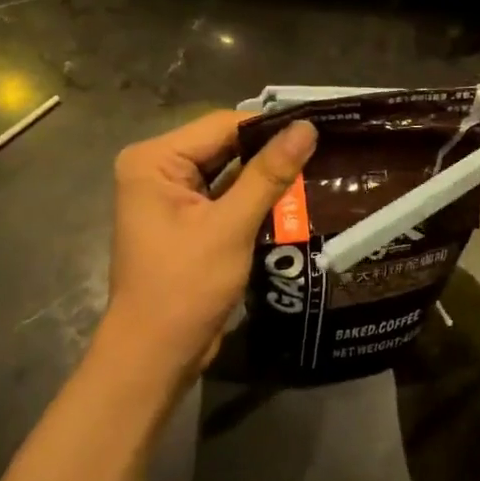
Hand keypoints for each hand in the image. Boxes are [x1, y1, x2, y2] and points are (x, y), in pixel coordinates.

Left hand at [101, 110, 316, 384]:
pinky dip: (254, 198)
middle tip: (325, 149)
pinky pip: (225, 197)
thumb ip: (269, 174)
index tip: (318, 128)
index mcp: (154, 160)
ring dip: (266, 177)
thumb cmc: (185, 287)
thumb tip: (307, 128)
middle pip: (224, 146)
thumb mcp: (230, 226)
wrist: (155, 355)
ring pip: (228, 172)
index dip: (269, 126)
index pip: (221, 125)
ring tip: (319, 168)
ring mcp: (170, 197)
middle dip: (270, 152)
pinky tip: (294, 198)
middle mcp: (157, 169)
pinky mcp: (185, 221)